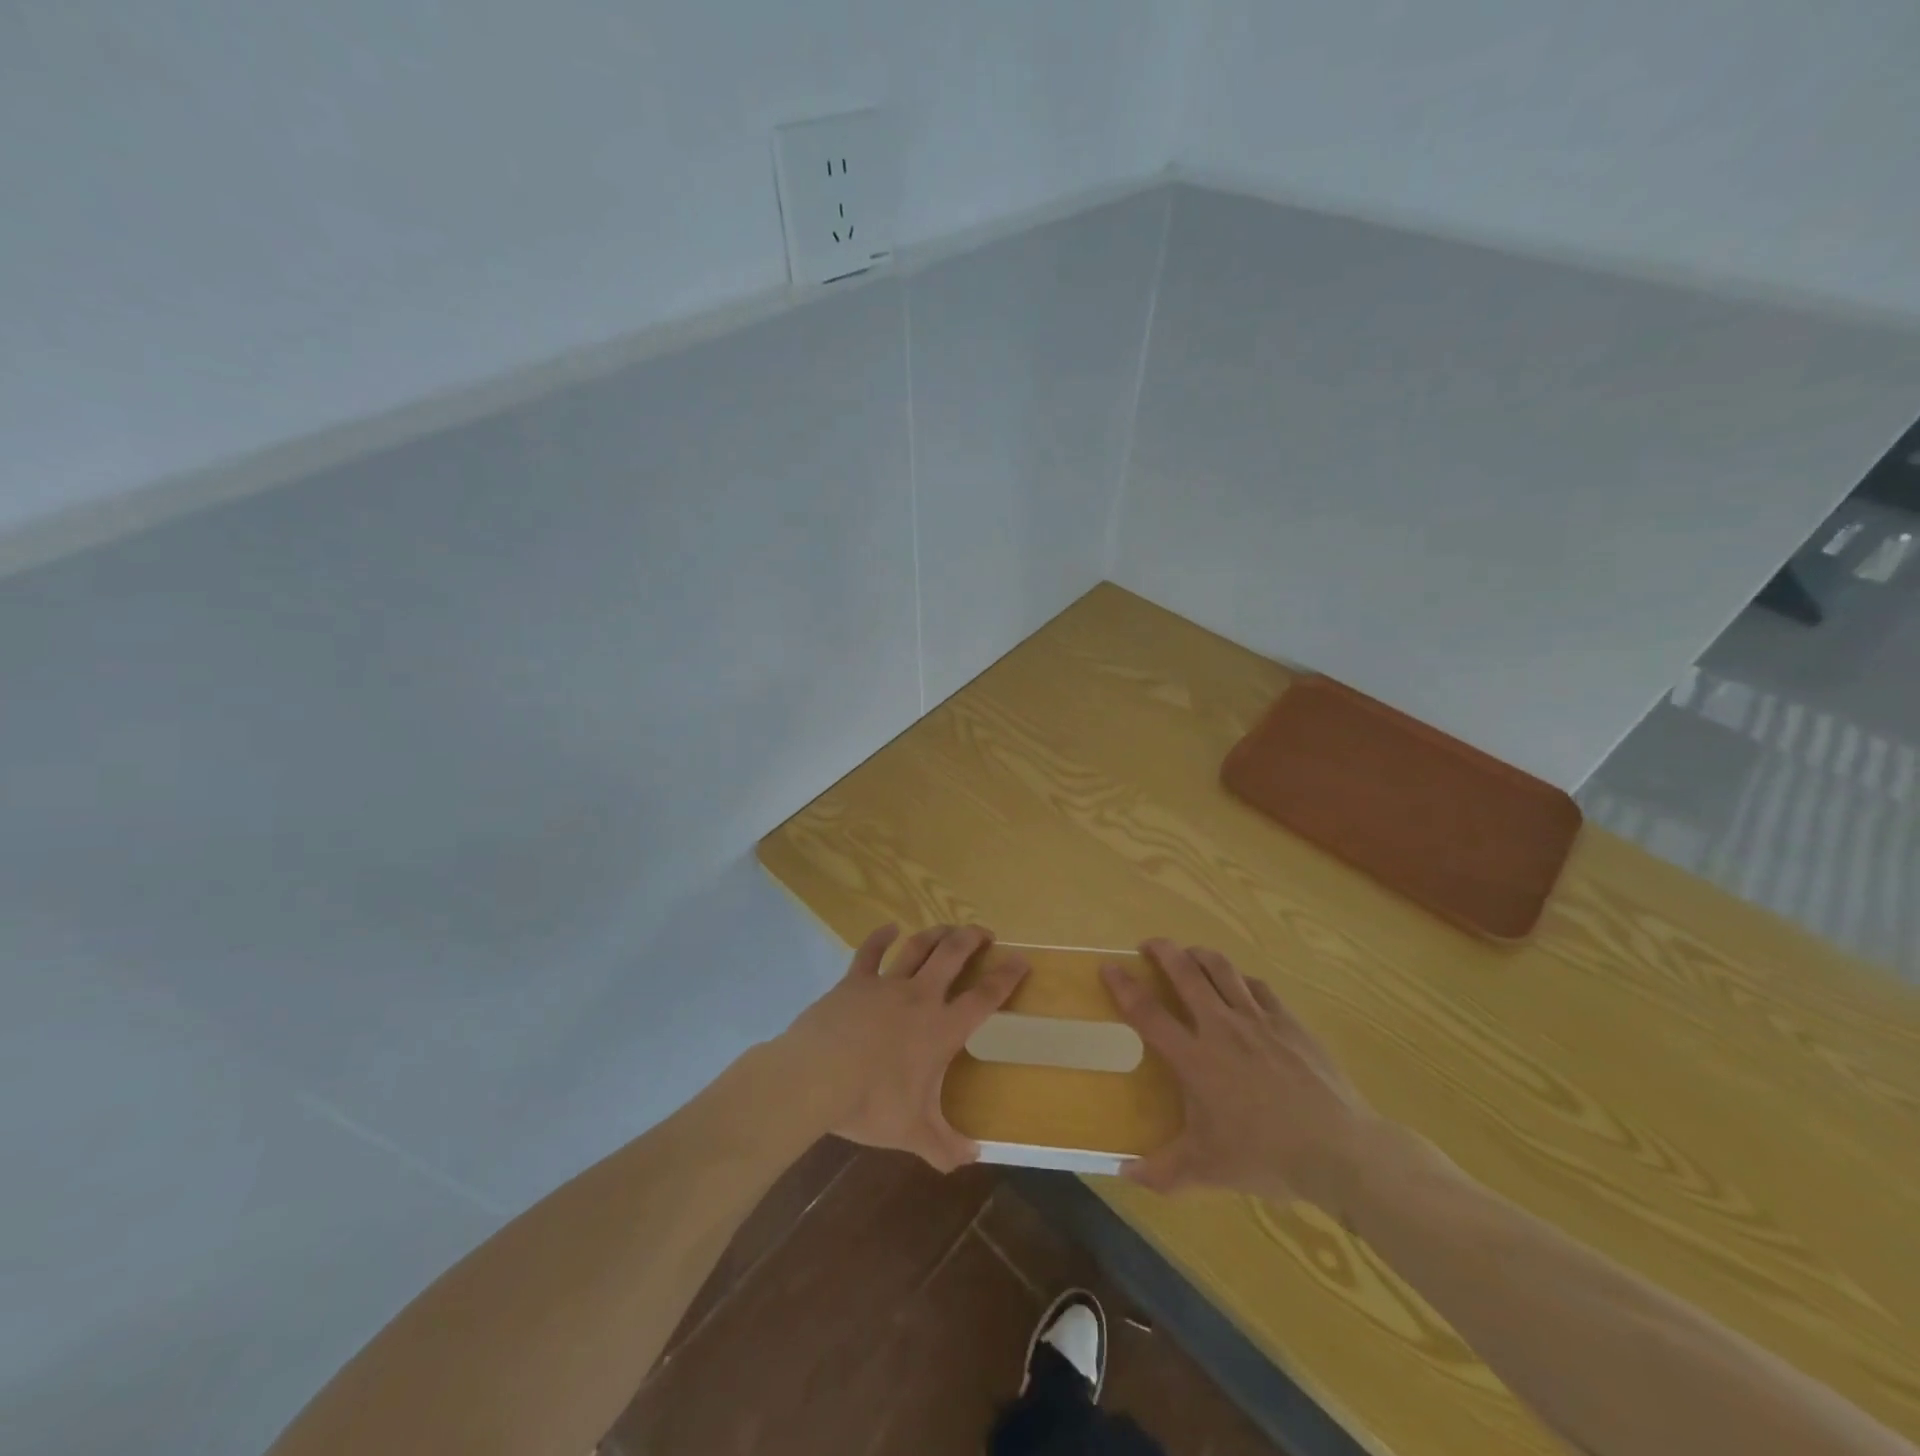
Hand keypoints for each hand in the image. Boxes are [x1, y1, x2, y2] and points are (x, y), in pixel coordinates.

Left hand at [782, 923, 1028, 1171]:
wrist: (816, 1077)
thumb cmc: (871, 1103)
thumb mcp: (913, 1132)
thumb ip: (945, 1147)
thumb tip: (973, 1158)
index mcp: (941, 1028)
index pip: (984, 997)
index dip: (1006, 977)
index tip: (1021, 960)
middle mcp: (920, 997)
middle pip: (953, 955)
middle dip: (972, 939)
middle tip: (984, 933)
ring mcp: (886, 984)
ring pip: (918, 947)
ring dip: (937, 933)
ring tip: (949, 928)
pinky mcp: (855, 981)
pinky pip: (870, 952)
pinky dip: (881, 936)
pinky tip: (889, 928)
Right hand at [1101, 940, 1378, 1211]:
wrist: (1339, 1150)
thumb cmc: (1266, 1156)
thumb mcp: (1208, 1170)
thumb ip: (1163, 1172)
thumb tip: (1125, 1174)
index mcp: (1195, 1058)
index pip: (1148, 1013)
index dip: (1124, 987)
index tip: (1108, 967)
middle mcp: (1221, 1027)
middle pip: (1185, 972)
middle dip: (1163, 951)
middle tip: (1149, 945)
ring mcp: (1258, 1020)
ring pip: (1222, 970)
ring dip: (1200, 955)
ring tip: (1190, 954)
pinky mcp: (1289, 1022)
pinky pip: (1258, 987)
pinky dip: (1241, 980)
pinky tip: (1240, 986)